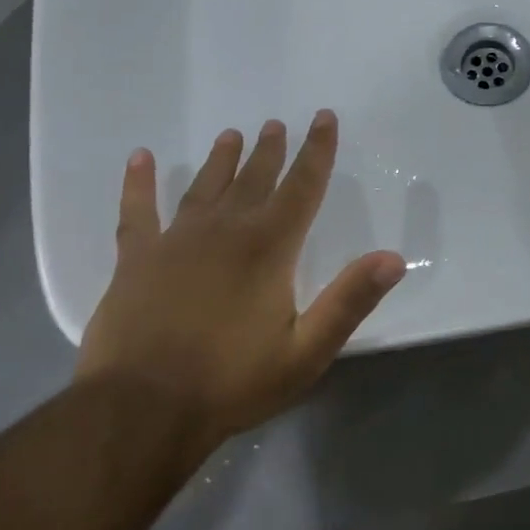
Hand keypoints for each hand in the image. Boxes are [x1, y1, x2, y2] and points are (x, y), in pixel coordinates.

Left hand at [76, 110, 405, 451]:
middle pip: (254, 179)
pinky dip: (138, 183)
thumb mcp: (306, 351)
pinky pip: (137, 211)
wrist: (143, 411)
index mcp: (268, 247)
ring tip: (231, 135)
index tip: (323, 118)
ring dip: (221, 160)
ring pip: (204, 187)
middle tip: (275, 124)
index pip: (302, 187)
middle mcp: (224, 230)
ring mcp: (176, 241)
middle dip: (270, 150)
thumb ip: (350, 300)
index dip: (317, 151)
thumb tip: (394, 258)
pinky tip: (139, 158)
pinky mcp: (135, 259)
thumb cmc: (232, 381)